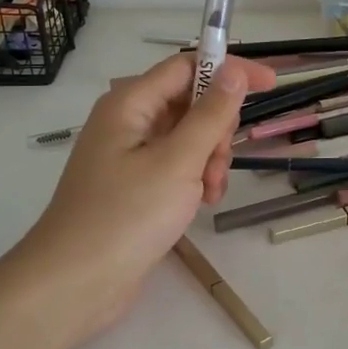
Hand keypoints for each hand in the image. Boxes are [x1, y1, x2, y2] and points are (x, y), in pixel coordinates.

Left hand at [11, 52, 275, 340]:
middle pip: (190, 102)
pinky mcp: (134, 184)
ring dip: (209, 158)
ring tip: (209, 194)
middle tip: (218, 164)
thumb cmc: (127, 216)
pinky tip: (201, 204)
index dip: (229, 70)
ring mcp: (129, 154)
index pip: (188, 65)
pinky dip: (195, 177)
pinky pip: (176, 164)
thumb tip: (233, 70)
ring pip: (188, 137)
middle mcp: (128, 121)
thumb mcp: (178, 161)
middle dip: (216, 129)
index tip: (271, 85)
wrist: (76, 283)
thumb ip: (210, 114)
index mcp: (130, 103)